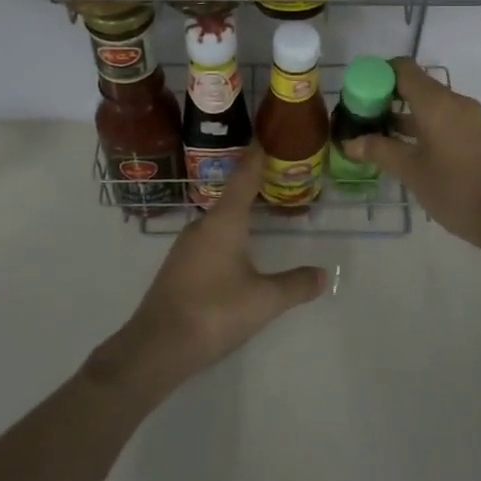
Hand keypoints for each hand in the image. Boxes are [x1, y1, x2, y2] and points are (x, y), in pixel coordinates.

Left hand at [90, 146, 326, 399]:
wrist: (156, 347)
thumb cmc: (214, 312)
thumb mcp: (264, 300)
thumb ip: (295, 285)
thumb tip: (324, 274)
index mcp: (224, 221)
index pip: (244, 177)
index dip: (257, 155)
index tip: (267, 134)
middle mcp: (203, 225)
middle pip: (232, 195)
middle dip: (255, 184)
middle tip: (279, 176)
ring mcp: (186, 246)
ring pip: (220, 218)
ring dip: (241, 211)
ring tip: (264, 211)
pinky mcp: (179, 266)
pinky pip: (210, 238)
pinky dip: (229, 233)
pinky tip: (239, 249)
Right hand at [342, 59, 480, 251]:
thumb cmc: (454, 189)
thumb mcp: (411, 171)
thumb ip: (379, 150)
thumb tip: (350, 142)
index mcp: (437, 103)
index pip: (403, 69)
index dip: (378, 75)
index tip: (358, 94)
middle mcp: (455, 102)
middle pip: (416, 85)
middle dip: (387, 97)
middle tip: (363, 118)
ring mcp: (469, 118)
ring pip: (430, 104)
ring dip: (404, 114)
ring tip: (378, 135)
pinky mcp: (476, 134)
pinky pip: (443, 118)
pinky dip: (422, 125)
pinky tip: (406, 148)